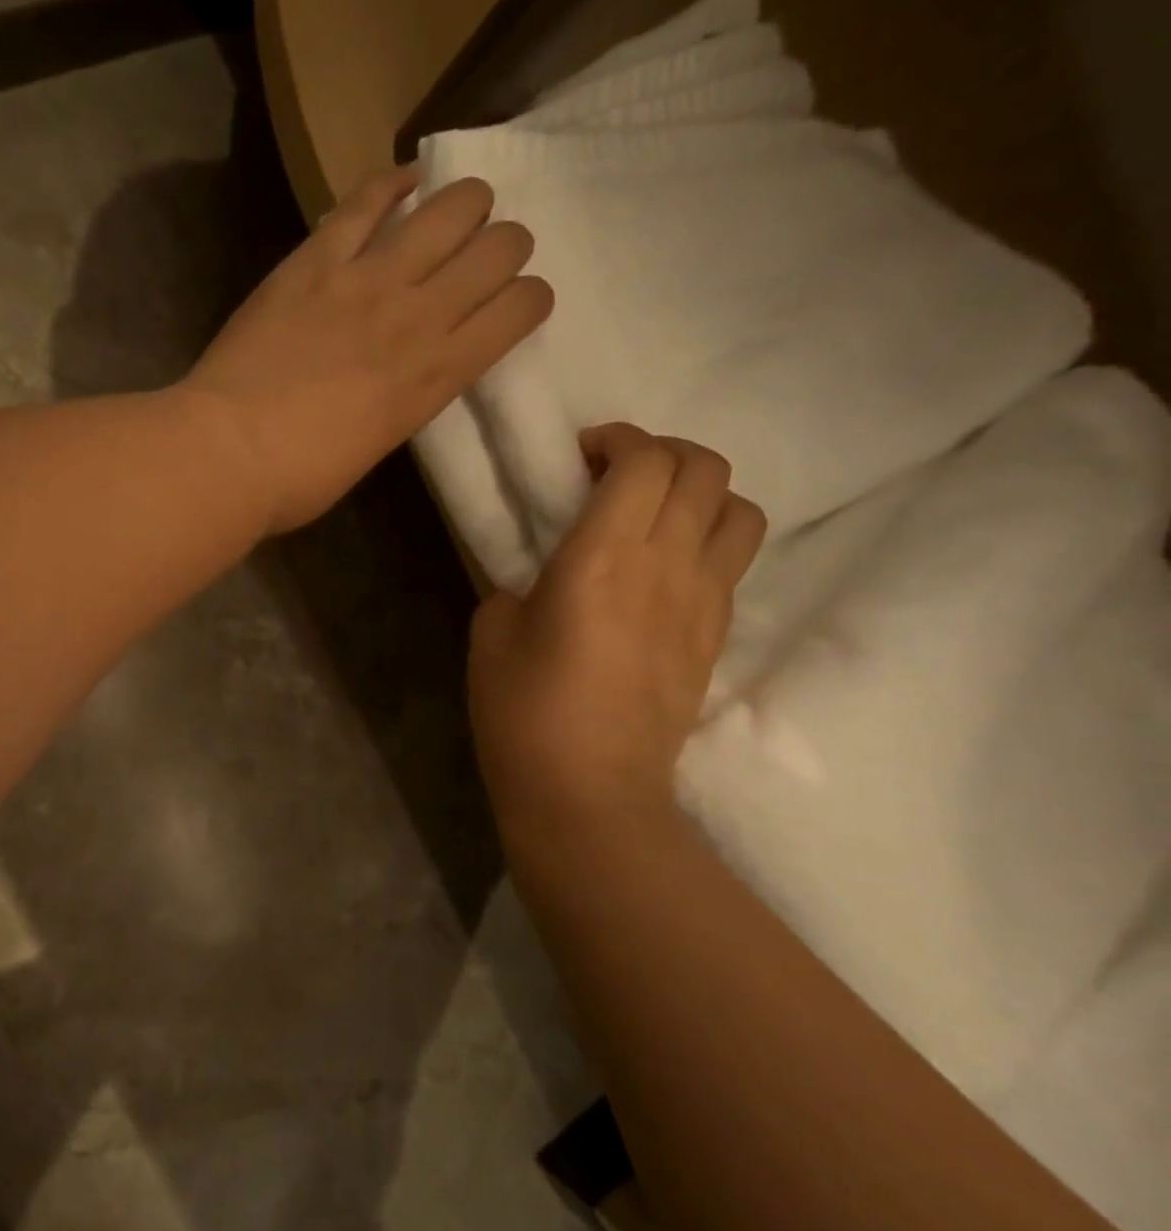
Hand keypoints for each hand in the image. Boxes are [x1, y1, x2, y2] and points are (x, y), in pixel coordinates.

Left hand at [183, 167, 553, 533]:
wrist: (228, 453)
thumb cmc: (298, 478)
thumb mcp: (375, 447)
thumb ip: (404, 401)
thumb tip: (404, 377)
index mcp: (437, 377)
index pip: (521, 309)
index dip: (527, 299)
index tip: (509, 306)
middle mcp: (419, 316)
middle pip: (501, 247)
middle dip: (504, 248)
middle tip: (480, 260)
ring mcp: (367, 279)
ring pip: (453, 206)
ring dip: (465, 205)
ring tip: (450, 217)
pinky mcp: (316, 259)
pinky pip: (367, 199)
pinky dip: (391, 184)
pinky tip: (401, 184)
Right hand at [468, 424, 766, 835]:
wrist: (588, 792)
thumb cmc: (523, 713)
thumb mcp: (491, 636)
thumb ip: (516, 587)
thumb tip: (541, 579)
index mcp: (601, 559)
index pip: (645, 462)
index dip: (618, 439)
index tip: (583, 454)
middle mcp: (666, 566)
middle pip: (705, 469)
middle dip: (663, 452)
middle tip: (617, 474)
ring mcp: (703, 601)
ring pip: (739, 509)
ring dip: (700, 492)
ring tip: (655, 514)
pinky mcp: (716, 635)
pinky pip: (732, 560)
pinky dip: (707, 538)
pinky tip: (664, 568)